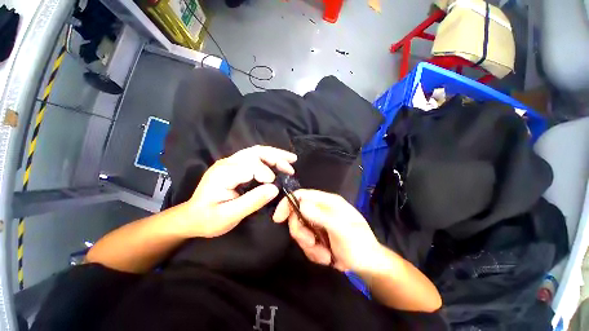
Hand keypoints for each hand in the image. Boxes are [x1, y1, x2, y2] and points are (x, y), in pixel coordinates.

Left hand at [182, 145, 296, 237]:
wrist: (192, 217)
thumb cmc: (208, 219)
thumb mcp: (229, 216)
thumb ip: (252, 201)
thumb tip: (274, 189)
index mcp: (223, 173)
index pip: (249, 166)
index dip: (265, 173)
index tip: (276, 184)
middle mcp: (227, 162)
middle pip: (255, 153)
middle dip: (276, 157)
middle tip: (291, 165)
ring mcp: (230, 161)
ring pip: (256, 151)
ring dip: (275, 154)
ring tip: (291, 159)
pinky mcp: (235, 165)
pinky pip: (254, 156)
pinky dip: (269, 157)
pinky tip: (278, 161)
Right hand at [273, 189, 382, 272]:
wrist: (367, 264)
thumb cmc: (358, 243)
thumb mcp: (341, 229)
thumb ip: (321, 216)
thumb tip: (300, 205)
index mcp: (327, 202)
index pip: (302, 195)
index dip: (288, 203)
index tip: (278, 218)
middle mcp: (320, 210)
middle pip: (297, 215)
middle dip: (301, 232)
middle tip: (311, 243)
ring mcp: (317, 224)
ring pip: (300, 232)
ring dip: (309, 247)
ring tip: (325, 255)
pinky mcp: (316, 237)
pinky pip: (305, 244)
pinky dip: (313, 253)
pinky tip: (326, 257)